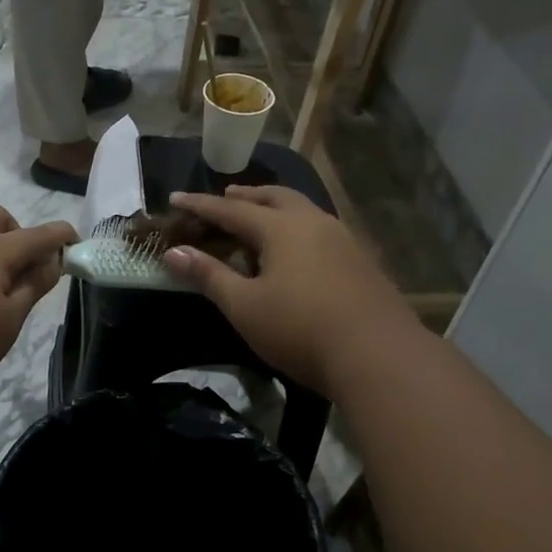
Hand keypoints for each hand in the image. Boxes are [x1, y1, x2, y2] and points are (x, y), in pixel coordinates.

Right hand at [161, 186, 408, 395]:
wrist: (378, 355)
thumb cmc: (300, 328)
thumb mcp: (245, 306)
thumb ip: (208, 276)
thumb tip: (173, 252)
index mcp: (281, 227)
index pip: (231, 210)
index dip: (200, 205)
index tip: (175, 198)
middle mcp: (314, 222)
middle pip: (274, 197)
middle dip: (246, 196)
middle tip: (225, 198)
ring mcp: (342, 240)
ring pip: (302, 210)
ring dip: (275, 208)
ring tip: (259, 220)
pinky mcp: (360, 261)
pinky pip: (319, 230)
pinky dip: (296, 228)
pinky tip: (297, 250)